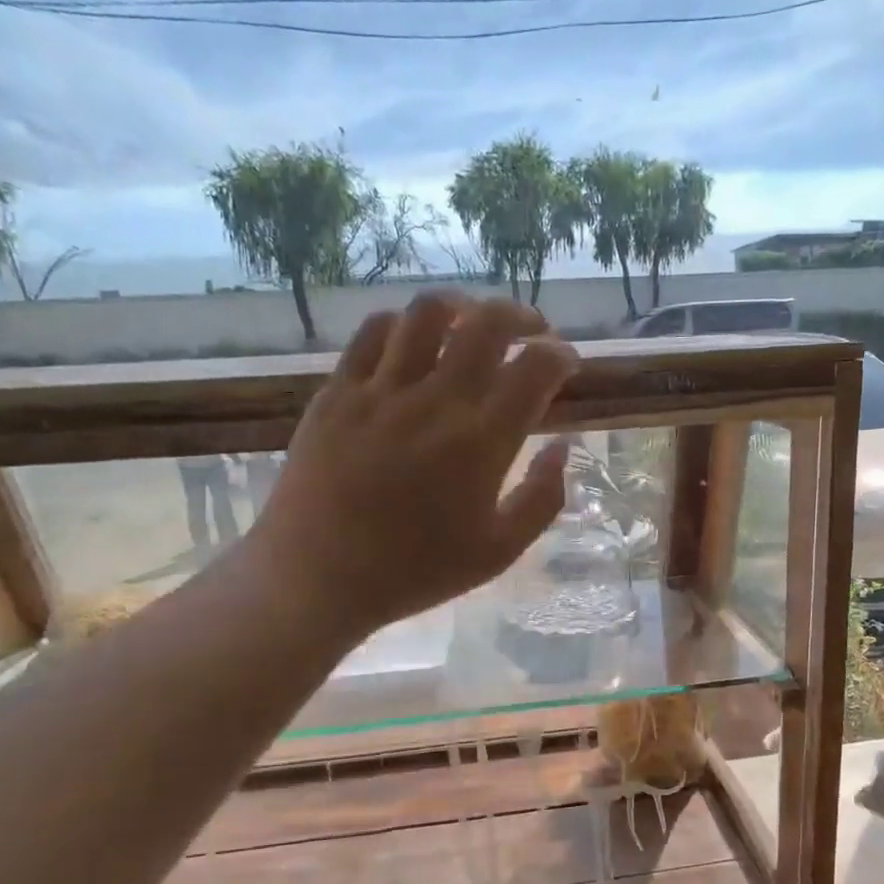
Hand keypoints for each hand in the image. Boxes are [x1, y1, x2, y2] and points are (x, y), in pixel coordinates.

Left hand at [243, 293, 578, 642]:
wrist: (317, 578)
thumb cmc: (415, 571)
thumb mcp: (499, 552)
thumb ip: (543, 498)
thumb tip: (563, 448)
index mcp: (482, 441)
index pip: (536, 368)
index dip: (561, 357)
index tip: (567, 365)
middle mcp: (435, 401)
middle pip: (488, 324)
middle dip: (522, 316)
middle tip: (532, 332)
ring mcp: (381, 390)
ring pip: (428, 313)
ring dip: (463, 306)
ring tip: (473, 322)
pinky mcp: (337, 392)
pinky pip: (373, 333)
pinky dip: (403, 324)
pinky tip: (413, 340)